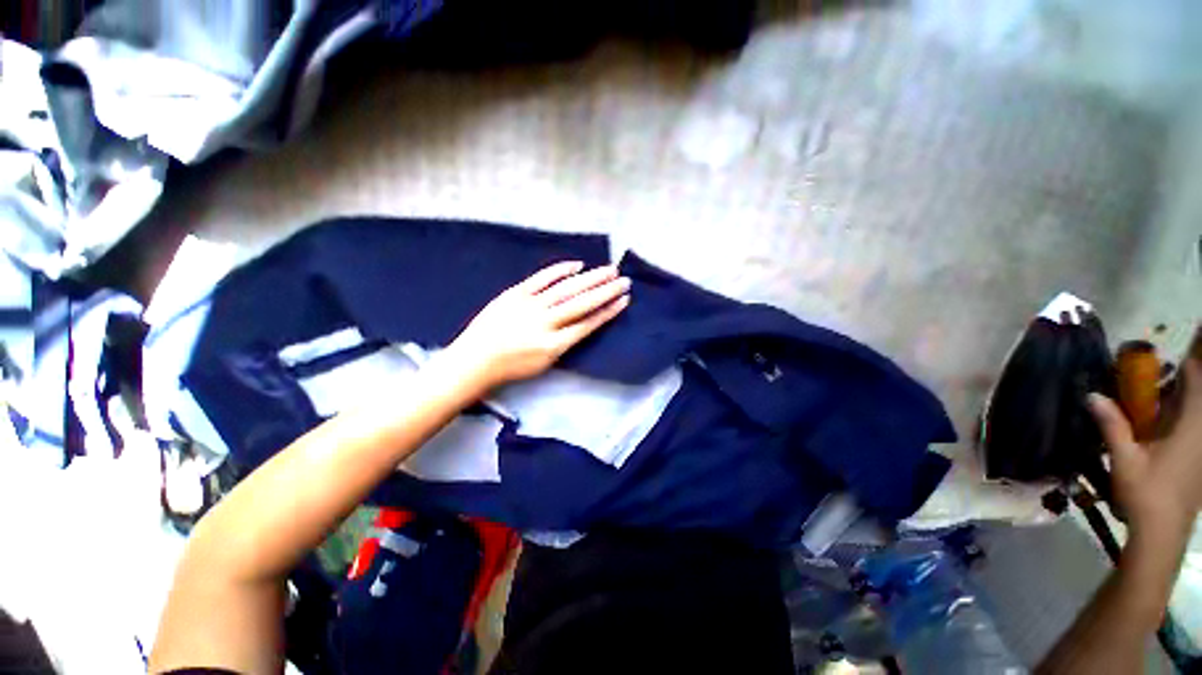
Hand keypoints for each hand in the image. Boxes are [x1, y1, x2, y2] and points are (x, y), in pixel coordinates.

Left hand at [442, 261, 630, 393]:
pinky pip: (541, 278)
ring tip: (609, 270)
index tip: (623, 300)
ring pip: (566, 289)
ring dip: (590, 278)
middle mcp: (545, 323)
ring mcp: (529, 306)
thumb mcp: (544, 364)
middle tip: (624, 280)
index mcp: (553, 346)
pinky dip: (560, 270)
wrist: (474, 361)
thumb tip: (583, 322)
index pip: (587, 324)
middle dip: (605, 291)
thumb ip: (564, 343)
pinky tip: (577, 265)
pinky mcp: (515, 294)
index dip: (608, 312)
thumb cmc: (511, 368)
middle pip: (581, 303)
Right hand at [1090, 329, 1201, 543]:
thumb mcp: (1125, 460)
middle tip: (1165, 363)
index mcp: (1191, 428)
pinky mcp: (1200, 458)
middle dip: (1186, 376)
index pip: (1196, 382)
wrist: (1163, 533)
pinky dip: (1184, 412)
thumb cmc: (1146, 493)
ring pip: (1198, 410)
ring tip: (1162, 387)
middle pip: (1199, 393)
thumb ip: (1112, 425)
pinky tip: (1166, 415)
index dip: (1188, 361)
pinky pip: (1195, 425)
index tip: (1175, 345)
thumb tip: (1093, 394)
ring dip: (1183, 395)